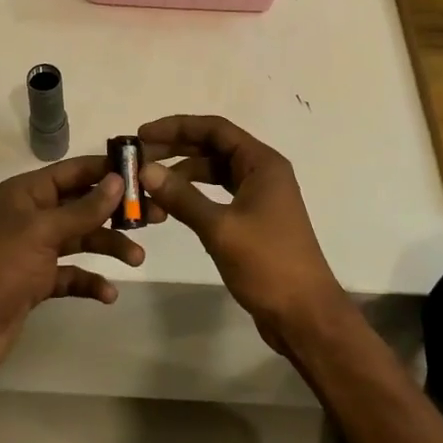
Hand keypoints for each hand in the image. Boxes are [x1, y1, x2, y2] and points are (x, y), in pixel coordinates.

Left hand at [0, 156, 144, 380]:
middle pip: (82, 205)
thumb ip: (83, 209)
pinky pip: (72, 275)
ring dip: (108, 246)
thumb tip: (117, 180)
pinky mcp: (37, 282)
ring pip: (81, 239)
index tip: (143, 172)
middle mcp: (33, 216)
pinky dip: (90, 281)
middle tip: (155, 217)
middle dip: (116, 211)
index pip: (74, 172)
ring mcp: (35, 250)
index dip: (107, 170)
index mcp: (27, 193)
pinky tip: (108, 294)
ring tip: (137, 259)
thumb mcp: (43, 232)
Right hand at [136, 115, 348, 354]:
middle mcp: (262, 172)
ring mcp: (259, 196)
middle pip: (213, 147)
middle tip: (138, 157)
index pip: (215, 129)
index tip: (142, 134)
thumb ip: (182, 197)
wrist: (305, 315)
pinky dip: (194, 196)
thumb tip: (145, 170)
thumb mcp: (220, 228)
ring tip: (148, 184)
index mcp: (262, 163)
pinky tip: (170, 206)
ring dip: (182, 174)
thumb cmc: (268, 264)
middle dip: (175, 149)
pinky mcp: (253, 219)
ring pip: (214, 172)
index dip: (177, 127)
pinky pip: (218, 195)